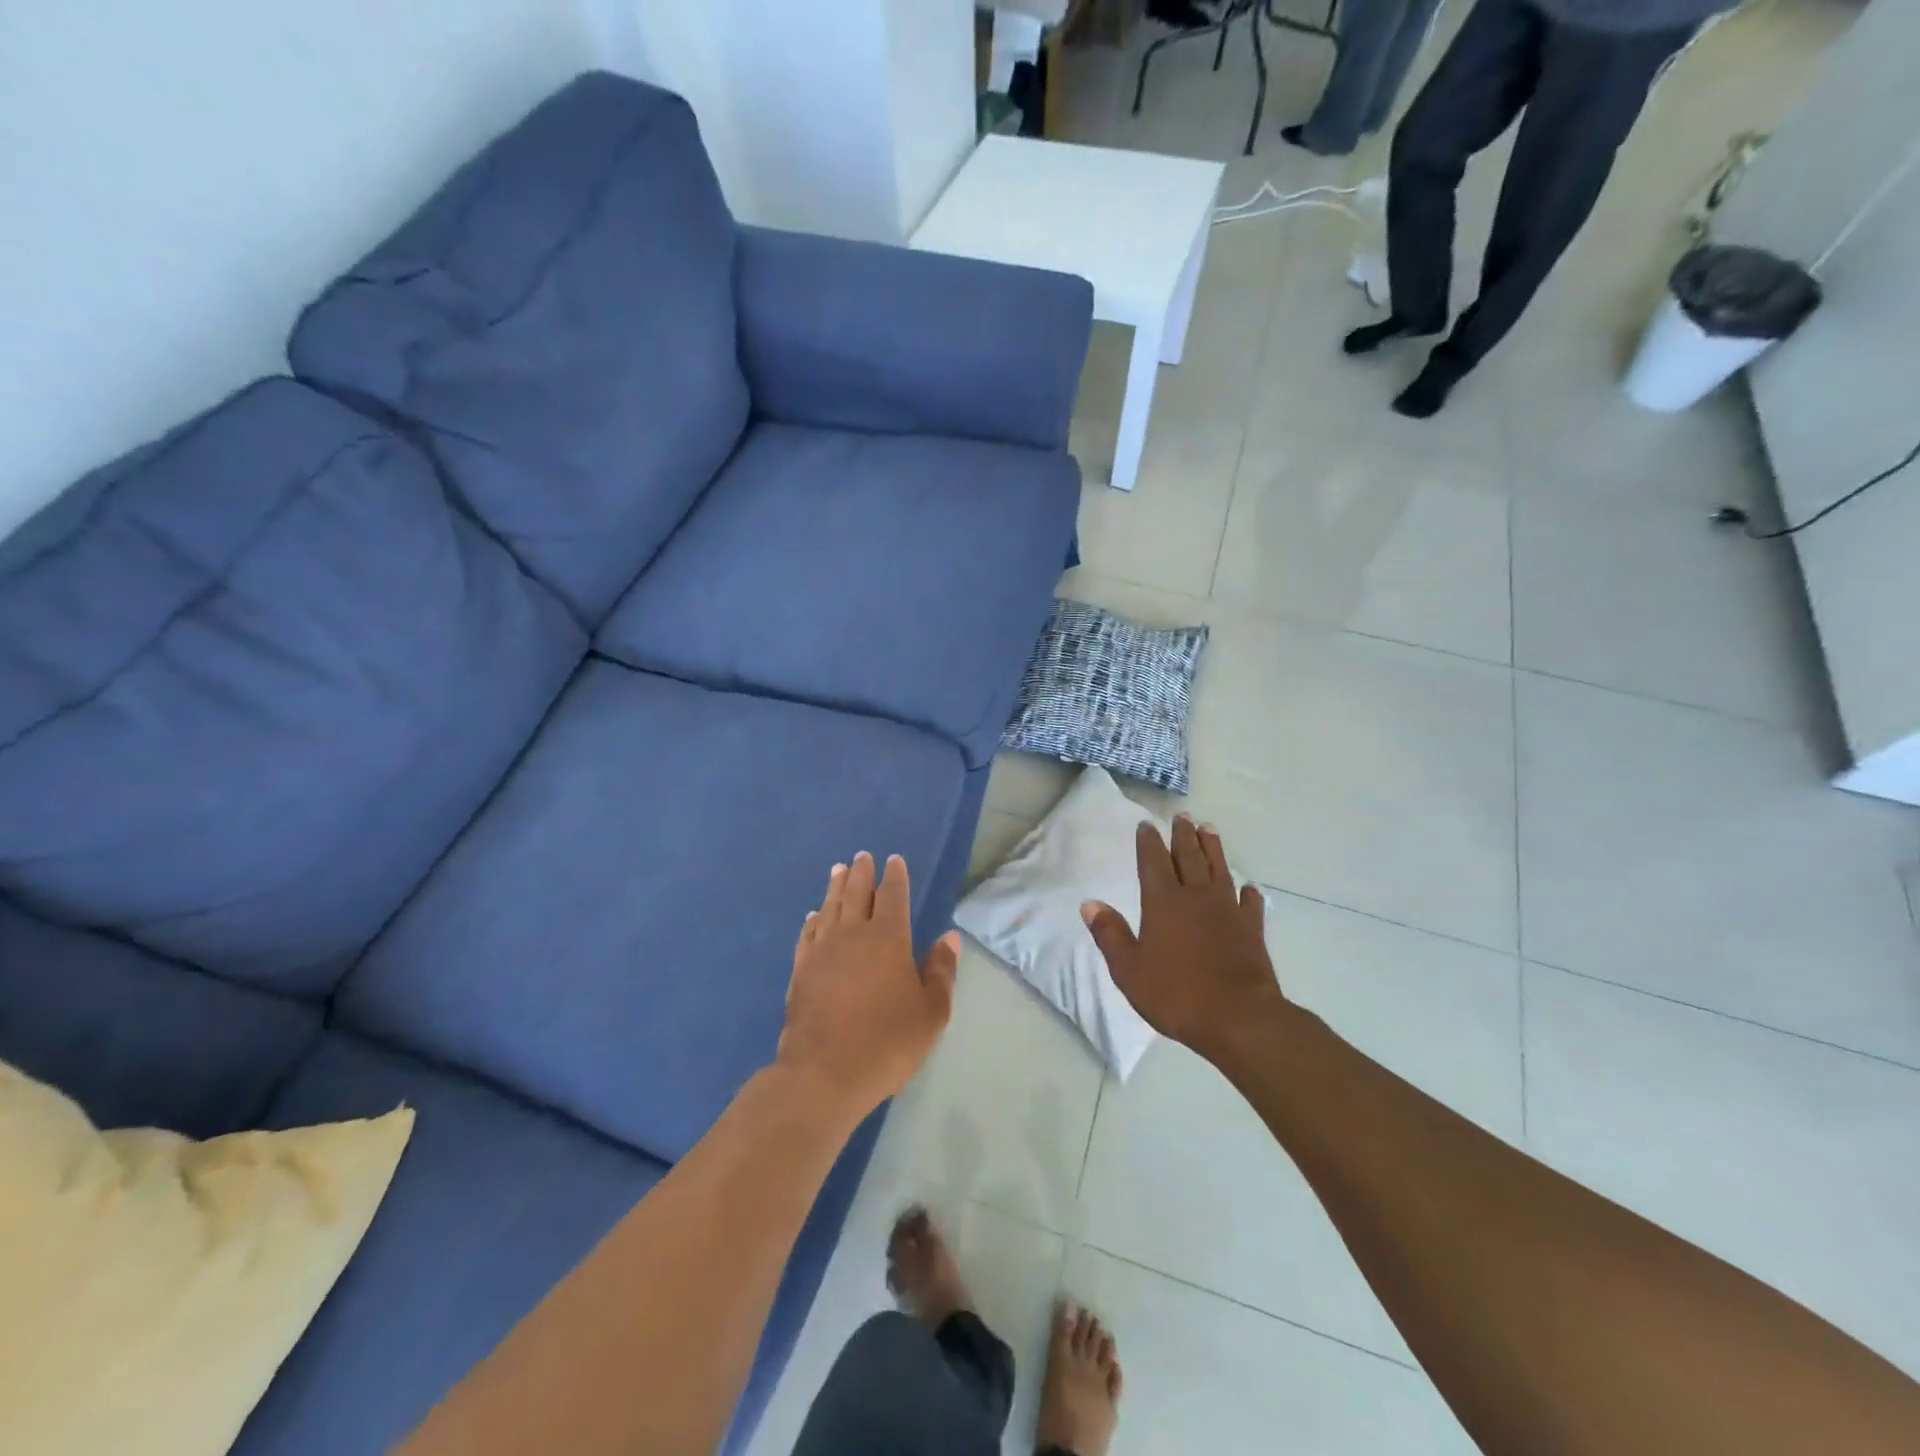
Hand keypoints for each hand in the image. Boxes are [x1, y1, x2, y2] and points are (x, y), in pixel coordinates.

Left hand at [777, 851, 958, 1122]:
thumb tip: (948, 937)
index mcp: (888, 939)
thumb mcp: (930, 1013)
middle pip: (856, 893)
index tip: (894, 860)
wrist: (823, 1074)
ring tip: (838, 869)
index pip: (892, 896)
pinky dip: (813, 919)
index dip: (894, 877)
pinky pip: (808, 934)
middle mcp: (852, 935)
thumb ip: (941, 971)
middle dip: (861, 872)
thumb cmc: (886, 1043)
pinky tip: (813, 915)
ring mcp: (822, 951)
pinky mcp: (800, 970)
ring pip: (830, 907)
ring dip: (835, 886)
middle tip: (862, 856)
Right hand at [1081, 815, 1285, 1065]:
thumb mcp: (1129, 969)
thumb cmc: (1176, 994)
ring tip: (1209, 830)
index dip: (1149, 842)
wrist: (1239, 1018)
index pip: (1153, 862)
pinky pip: (1250, 903)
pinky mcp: (1252, 930)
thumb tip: (1090, 904)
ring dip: (1213, 849)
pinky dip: (1247, 892)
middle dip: (1183, 835)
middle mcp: (1196, 897)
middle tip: (1183, 817)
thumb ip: (1110, 934)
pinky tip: (1248, 887)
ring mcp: (1228, 911)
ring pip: (1219, 870)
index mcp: (1163, 902)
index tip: (1147, 825)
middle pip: (1189, 857)